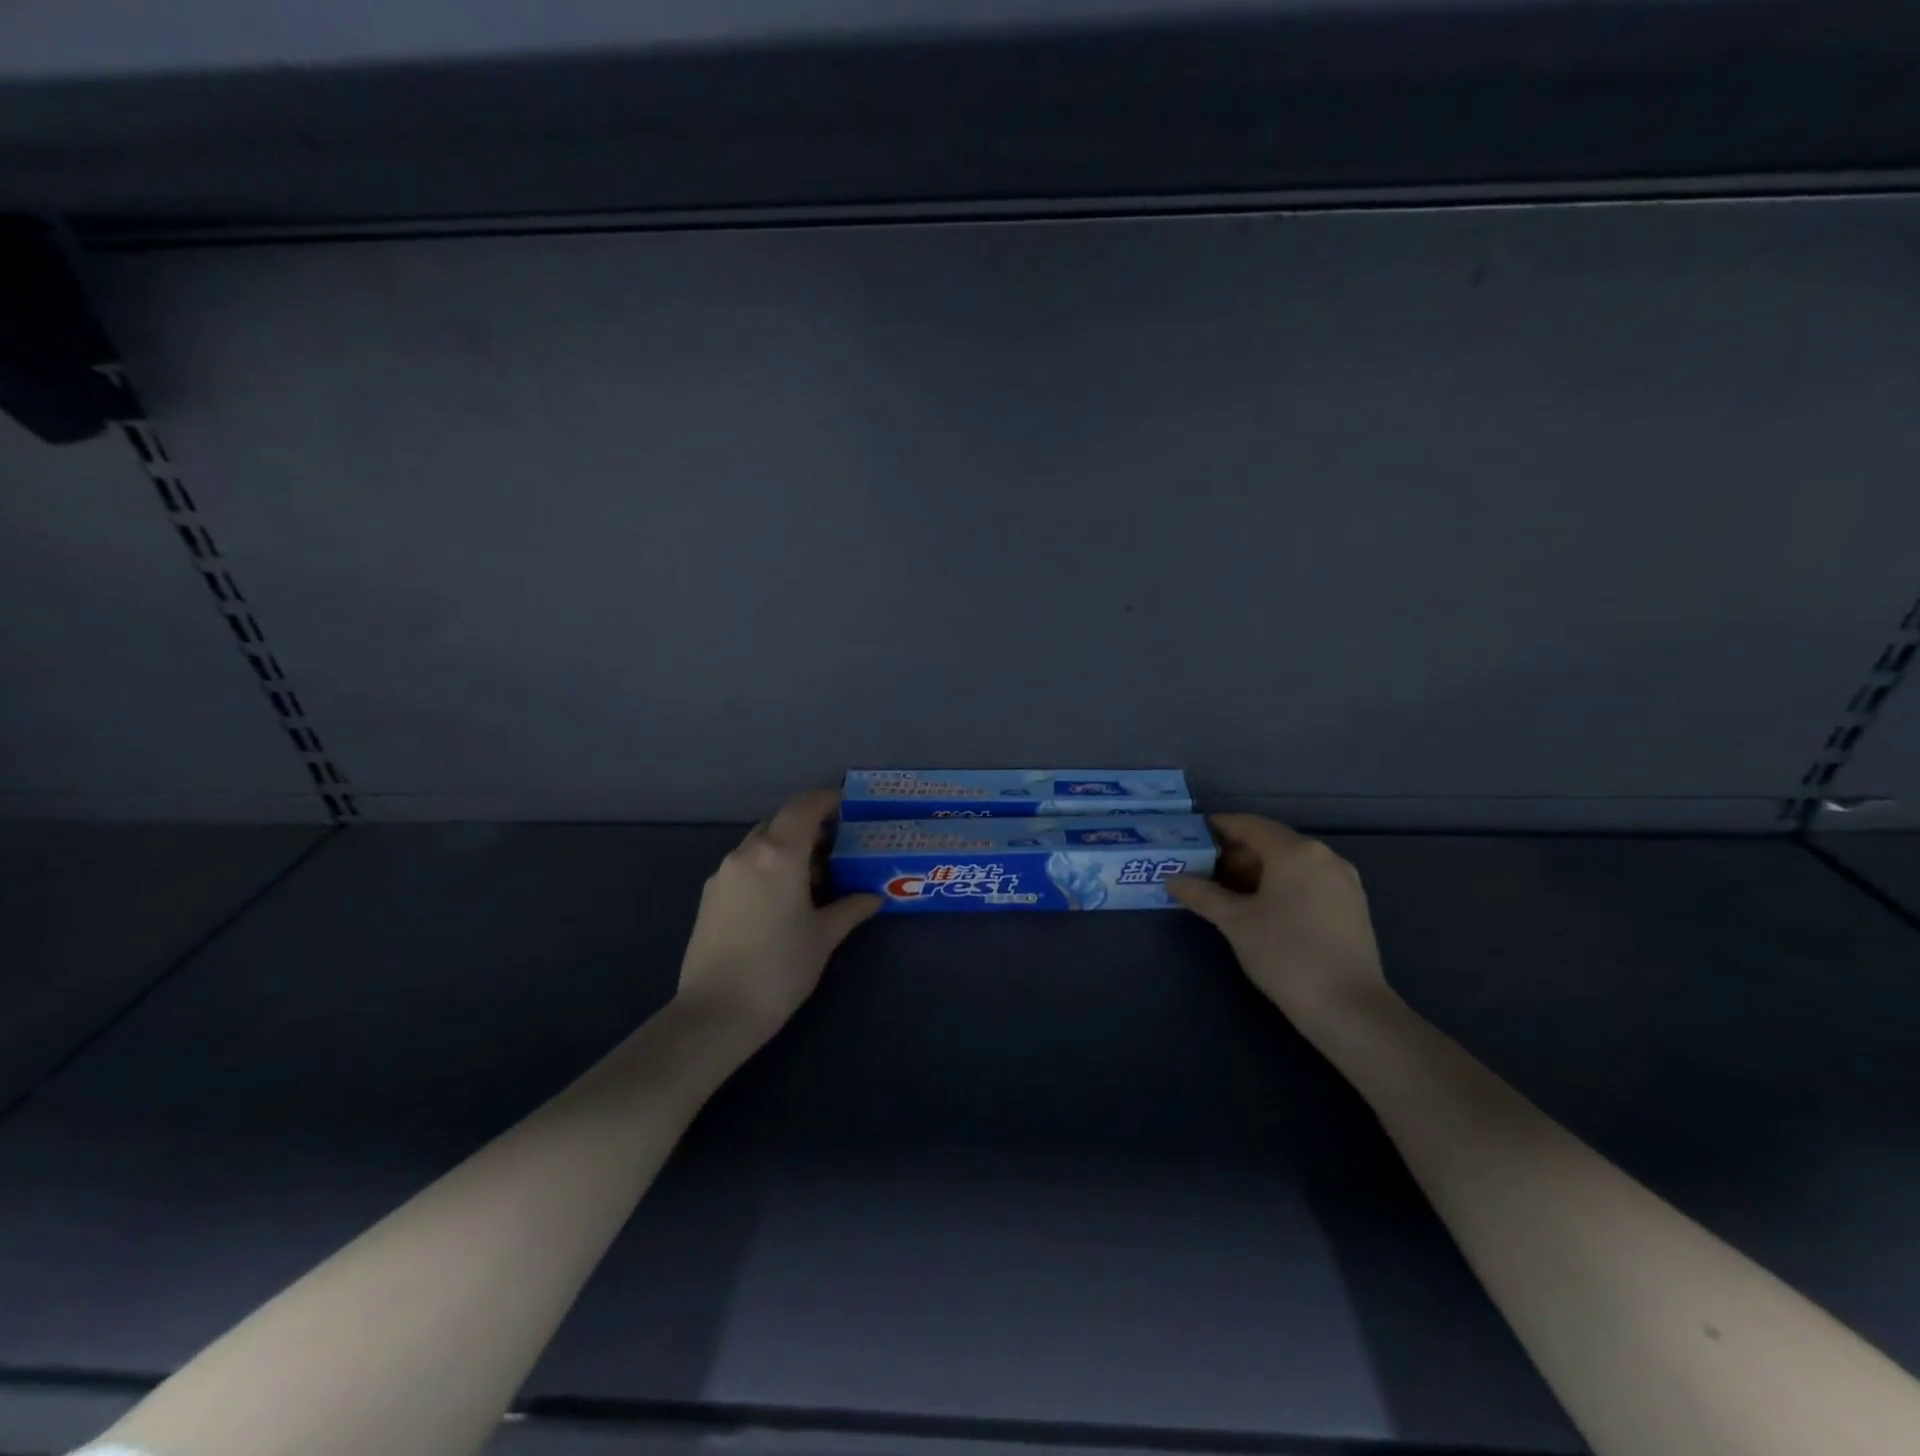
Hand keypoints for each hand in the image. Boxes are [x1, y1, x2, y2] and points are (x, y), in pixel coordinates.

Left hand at [675, 789, 880, 1043]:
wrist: (716, 1012)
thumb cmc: (780, 968)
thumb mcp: (823, 937)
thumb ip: (850, 909)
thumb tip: (872, 897)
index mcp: (779, 854)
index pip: (804, 807)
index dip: (826, 799)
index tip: (845, 803)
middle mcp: (747, 853)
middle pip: (780, 822)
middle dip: (807, 826)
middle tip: (835, 846)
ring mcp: (723, 873)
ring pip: (759, 843)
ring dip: (785, 847)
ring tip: (811, 876)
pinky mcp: (709, 895)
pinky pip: (744, 864)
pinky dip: (765, 866)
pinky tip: (780, 897)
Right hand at [1169, 815, 1392, 1028]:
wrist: (1348, 1007)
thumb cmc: (1286, 954)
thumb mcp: (1235, 922)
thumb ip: (1202, 894)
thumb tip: (1172, 880)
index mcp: (1295, 851)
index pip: (1248, 825)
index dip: (1218, 828)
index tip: (1192, 837)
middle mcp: (1323, 856)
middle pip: (1271, 841)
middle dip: (1236, 853)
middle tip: (1204, 871)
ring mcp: (1343, 880)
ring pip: (1291, 862)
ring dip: (1258, 870)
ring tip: (1228, 893)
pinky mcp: (1352, 904)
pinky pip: (1308, 880)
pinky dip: (1282, 884)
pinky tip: (1263, 908)